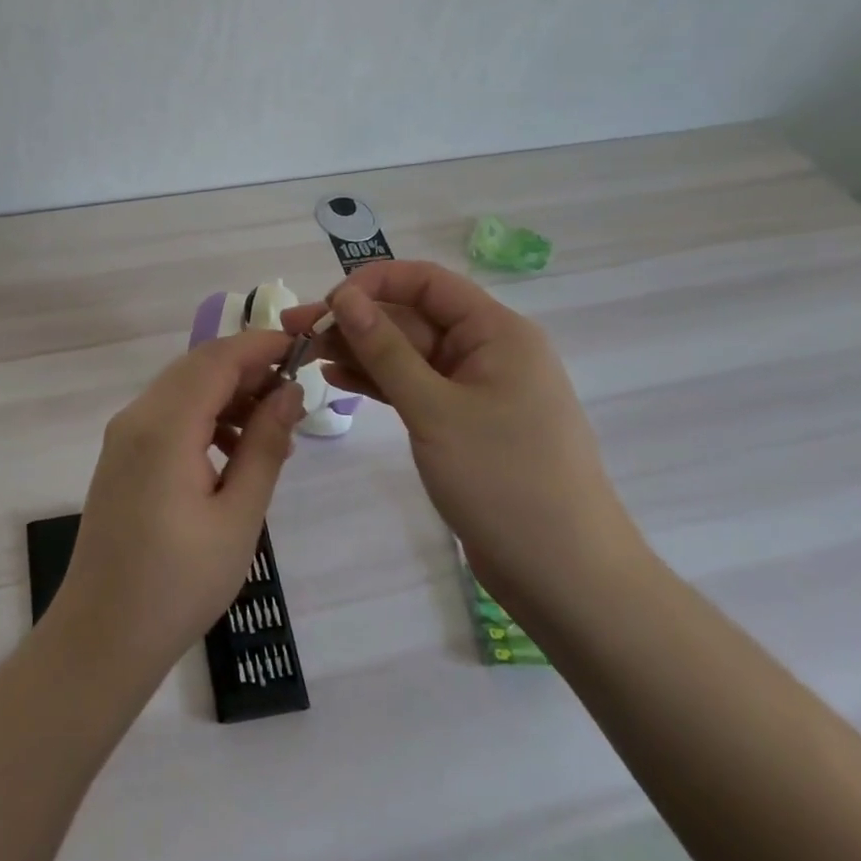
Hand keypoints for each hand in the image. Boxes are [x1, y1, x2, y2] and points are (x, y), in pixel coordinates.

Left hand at [51, 330, 304, 684]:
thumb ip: (264, 446)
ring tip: (271, 431)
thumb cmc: (179, 584)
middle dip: (247, 369)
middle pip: (197, 367)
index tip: (302, 349)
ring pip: (183, 388)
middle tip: (293, 394)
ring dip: (227, 393)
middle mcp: (137, 417)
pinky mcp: (121, 455)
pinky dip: (204, 416)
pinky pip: (168, 414)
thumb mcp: (237, 517)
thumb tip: (289, 393)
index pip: (217, 359)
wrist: (102, 635)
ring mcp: (124, 435)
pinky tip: (234, 452)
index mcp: (164, 426)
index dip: (260, 346)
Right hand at [283, 261, 641, 602]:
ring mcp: (475, 388)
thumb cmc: (505, 482)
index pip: (427, 281)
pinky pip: (415, 386)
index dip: (374, 282)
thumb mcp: (435, 410)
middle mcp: (488, 350)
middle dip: (354, 321)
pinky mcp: (464, 422)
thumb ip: (385, 349)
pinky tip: (338, 379)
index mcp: (496, 332)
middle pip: (412, 317)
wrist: (566, 578)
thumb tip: (344, 296)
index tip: (326, 304)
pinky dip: (379, 382)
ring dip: (360, 351)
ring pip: (408, 353)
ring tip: (306, 354)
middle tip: (294, 332)